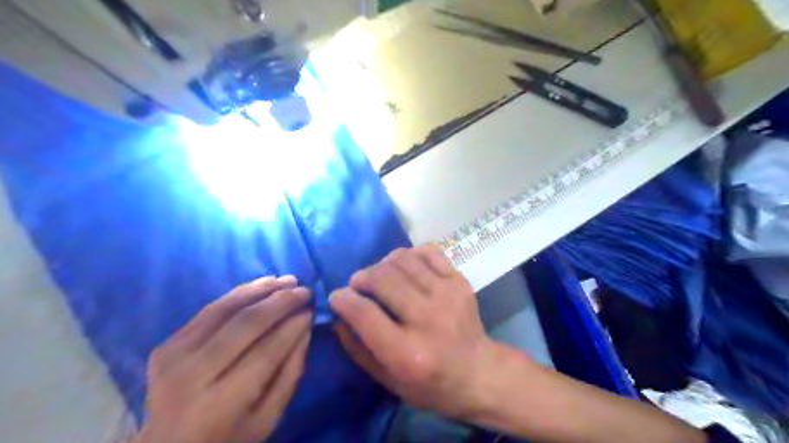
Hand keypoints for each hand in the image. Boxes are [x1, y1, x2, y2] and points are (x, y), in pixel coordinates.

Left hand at [135, 276, 310, 442]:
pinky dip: (239, 293)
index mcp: (219, 404)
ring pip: (225, 308)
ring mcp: (174, 357)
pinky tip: (261, 285)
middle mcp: (191, 376)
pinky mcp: (167, 344)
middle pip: (245, 324)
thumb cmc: (227, 438)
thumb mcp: (268, 418)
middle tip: (305, 291)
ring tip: (287, 280)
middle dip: (281, 302)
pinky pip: (209, 309)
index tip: (311, 311)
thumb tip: (305, 327)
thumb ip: (290, 373)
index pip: (265, 352)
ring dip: (261, 289)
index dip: (291, 327)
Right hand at [331, 244, 494, 419]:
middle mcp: (428, 319)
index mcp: (407, 353)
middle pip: (382, 279)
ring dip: (382, 264)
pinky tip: (405, 269)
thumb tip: (337, 314)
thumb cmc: (430, 384)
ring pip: (402, 259)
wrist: (478, 372)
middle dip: (361, 277)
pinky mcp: (459, 281)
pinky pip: (427, 252)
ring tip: (381, 276)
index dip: (343, 299)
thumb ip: (357, 348)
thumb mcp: (387, 379)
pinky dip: (410, 255)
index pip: (364, 313)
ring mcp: (447, 295)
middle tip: (358, 285)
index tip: (337, 297)